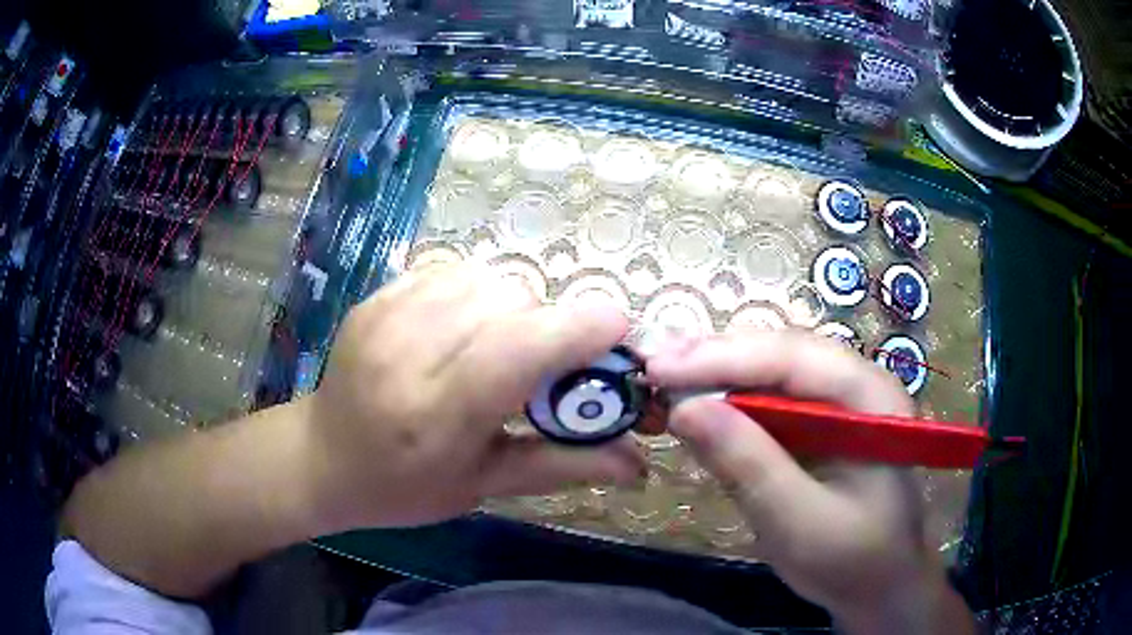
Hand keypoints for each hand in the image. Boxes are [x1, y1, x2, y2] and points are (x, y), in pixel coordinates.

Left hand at [305, 264, 645, 530]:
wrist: (322, 456)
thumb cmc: (403, 487)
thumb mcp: (483, 487)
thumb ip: (562, 466)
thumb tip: (640, 464)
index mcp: (435, 414)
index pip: (516, 351)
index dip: (577, 330)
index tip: (619, 329)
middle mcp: (408, 351)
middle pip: (511, 301)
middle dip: (549, 325)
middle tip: (548, 365)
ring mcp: (387, 313)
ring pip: (488, 277)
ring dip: (516, 307)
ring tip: (503, 346)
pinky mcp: (379, 294)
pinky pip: (454, 270)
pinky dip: (480, 292)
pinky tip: (466, 328)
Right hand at [647, 331, 972, 633]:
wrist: (878, 584)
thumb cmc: (853, 558)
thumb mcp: (801, 522)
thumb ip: (750, 466)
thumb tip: (684, 408)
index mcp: (870, 398)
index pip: (793, 358)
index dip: (723, 358)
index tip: (658, 369)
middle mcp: (854, 383)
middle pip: (779, 352)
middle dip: (715, 357)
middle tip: (650, 365)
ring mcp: (835, 401)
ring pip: (769, 370)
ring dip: (715, 373)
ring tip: (662, 376)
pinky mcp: (815, 423)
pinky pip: (767, 399)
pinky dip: (727, 400)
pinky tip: (695, 403)